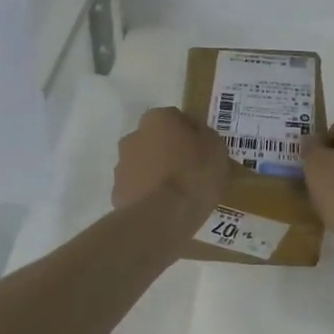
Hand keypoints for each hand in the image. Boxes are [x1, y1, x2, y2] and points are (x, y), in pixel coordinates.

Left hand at [113, 108, 231, 216]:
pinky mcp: (117, 192)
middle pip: (156, 140)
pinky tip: (164, 208)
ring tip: (177, 194)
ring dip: (156, 172)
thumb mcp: (216, 149)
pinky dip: (148, 194)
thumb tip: (197, 135)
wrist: (163, 215)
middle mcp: (134, 136)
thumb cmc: (194, 174)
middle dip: (169, 151)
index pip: (177, 118)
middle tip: (190, 171)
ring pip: (143, 164)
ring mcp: (122, 165)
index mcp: (158, 118)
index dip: (192, 134)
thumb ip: (205, 136)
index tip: (203, 151)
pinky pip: (138, 188)